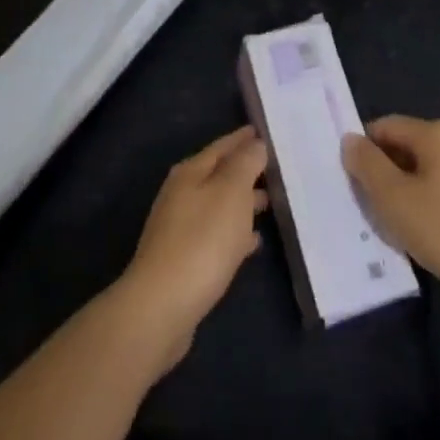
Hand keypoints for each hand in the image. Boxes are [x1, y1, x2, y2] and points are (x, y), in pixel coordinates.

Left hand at [118, 126, 268, 369]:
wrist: (162, 306)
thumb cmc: (202, 241)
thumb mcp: (231, 193)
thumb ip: (245, 164)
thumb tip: (255, 144)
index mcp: (190, 172)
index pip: (222, 146)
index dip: (244, 138)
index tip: (265, 132)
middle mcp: (181, 194)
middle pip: (219, 174)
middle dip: (246, 170)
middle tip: (277, 169)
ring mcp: (179, 228)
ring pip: (219, 205)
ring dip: (243, 202)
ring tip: (271, 204)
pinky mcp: (183, 260)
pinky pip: (216, 235)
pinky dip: (235, 233)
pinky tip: (253, 243)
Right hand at [343, 116, 439, 307]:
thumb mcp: (395, 200)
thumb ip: (367, 166)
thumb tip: (350, 139)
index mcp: (436, 132)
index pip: (384, 127)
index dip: (364, 152)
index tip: (355, 187)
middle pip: (405, 147)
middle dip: (385, 175)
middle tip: (374, 211)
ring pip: (425, 170)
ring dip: (406, 192)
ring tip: (400, 227)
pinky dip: (429, 203)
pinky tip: (430, 234)